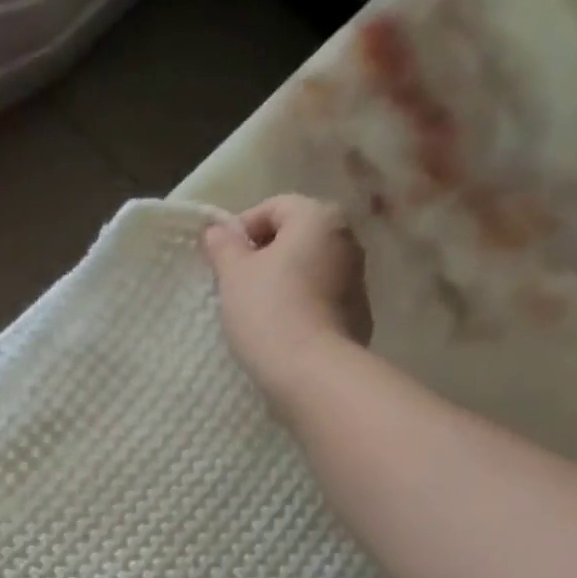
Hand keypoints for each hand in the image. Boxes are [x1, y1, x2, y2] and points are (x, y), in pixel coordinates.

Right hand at [202, 195, 368, 407]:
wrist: (312, 371)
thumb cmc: (268, 311)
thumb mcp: (234, 275)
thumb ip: (224, 246)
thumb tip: (217, 230)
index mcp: (318, 217)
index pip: (273, 207)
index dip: (241, 229)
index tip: (220, 260)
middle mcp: (347, 238)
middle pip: (296, 236)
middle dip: (264, 255)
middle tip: (234, 285)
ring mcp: (358, 277)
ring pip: (309, 268)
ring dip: (283, 280)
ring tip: (255, 310)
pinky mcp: (358, 313)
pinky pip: (321, 297)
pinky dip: (300, 304)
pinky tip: (280, 329)